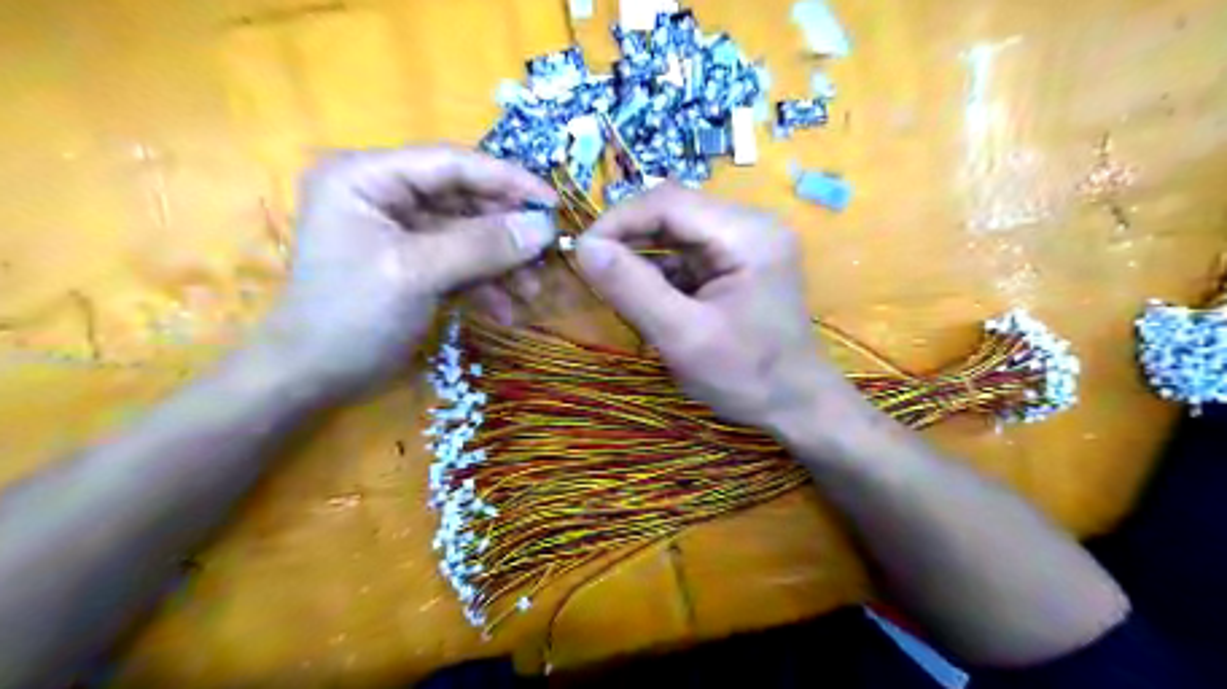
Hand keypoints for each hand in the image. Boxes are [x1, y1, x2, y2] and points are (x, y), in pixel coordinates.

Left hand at [257, 143, 555, 397]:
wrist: (313, 379)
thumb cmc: (351, 317)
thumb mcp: (417, 274)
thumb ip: (483, 246)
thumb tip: (545, 227)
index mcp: (367, 176)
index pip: (450, 163)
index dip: (506, 180)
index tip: (554, 204)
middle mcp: (383, 193)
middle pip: (464, 199)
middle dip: (507, 231)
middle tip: (548, 254)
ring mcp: (400, 230)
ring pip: (468, 234)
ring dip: (502, 263)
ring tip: (532, 291)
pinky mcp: (414, 262)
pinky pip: (460, 261)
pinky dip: (485, 284)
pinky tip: (506, 311)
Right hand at [575, 183, 859, 434]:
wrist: (796, 405)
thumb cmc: (747, 377)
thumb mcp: (683, 337)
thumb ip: (632, 289)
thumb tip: (583, 247)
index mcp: (747, 234)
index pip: (667, 202)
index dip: (618, 221)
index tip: (581, 254)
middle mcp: (749, 224)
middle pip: (672, 211)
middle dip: (628, 238)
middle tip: (594, 272)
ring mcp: (745, 242)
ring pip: (675, 231)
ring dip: (641, 255)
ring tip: (617, 288)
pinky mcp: (737, 261)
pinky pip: (686, 253)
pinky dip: (659, 270)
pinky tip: (646, 297)